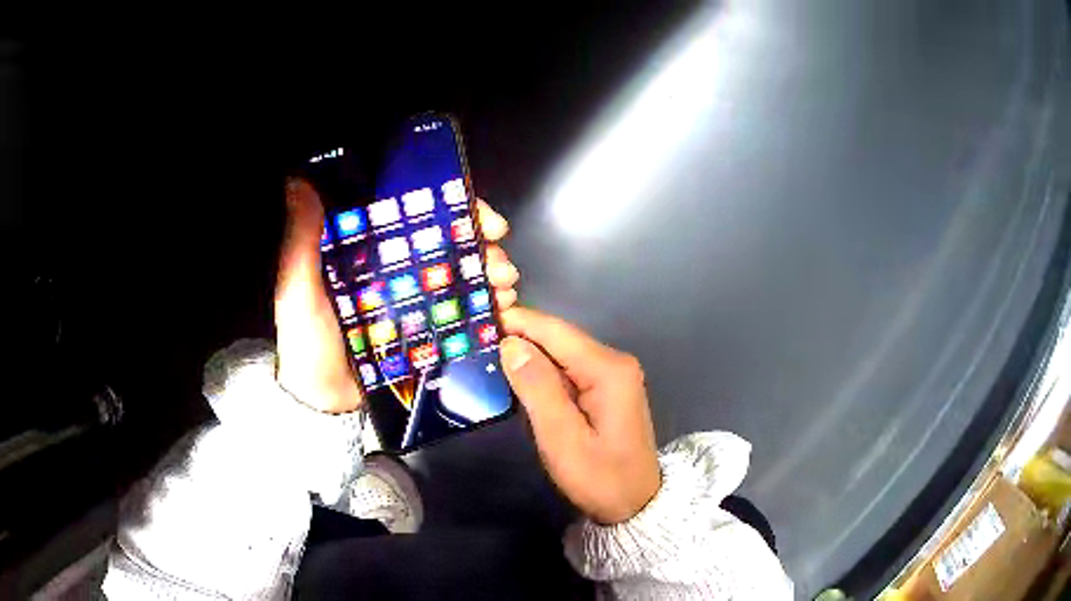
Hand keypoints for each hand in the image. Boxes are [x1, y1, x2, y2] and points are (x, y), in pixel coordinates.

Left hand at [275, 179, 518, 413]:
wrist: (322, 402)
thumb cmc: (306, 343)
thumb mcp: (298, 290)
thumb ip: (301, 242)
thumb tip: (298, 184)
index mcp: (370, 252)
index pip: (416, 216)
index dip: (452, 210)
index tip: (480, 215)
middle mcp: (396, 270)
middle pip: (448, 245)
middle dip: (481, 245)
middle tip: (499, 258)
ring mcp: (414, 302)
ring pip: (460, 276)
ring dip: (490, 274)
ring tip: (504, 285)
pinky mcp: (426, 332)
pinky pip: (461, 313)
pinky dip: (485, 308)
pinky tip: (501, 310)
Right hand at [499, 308, 660, 524]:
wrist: (634, 505)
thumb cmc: (599, 478)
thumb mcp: (562, 438)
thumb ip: (537, 387)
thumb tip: (510, 344)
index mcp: (608, 369)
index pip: (555, 331)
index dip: (517, 322)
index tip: (479, 320)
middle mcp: (614, 362)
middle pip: (559, 339)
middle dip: (519, 338)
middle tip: (475, 342)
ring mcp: (613, 375)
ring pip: (561, 354)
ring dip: (528, 356)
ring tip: (488, 357)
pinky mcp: (607, 389)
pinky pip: (569, 371)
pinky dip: (542, 373)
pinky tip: (519, 380)